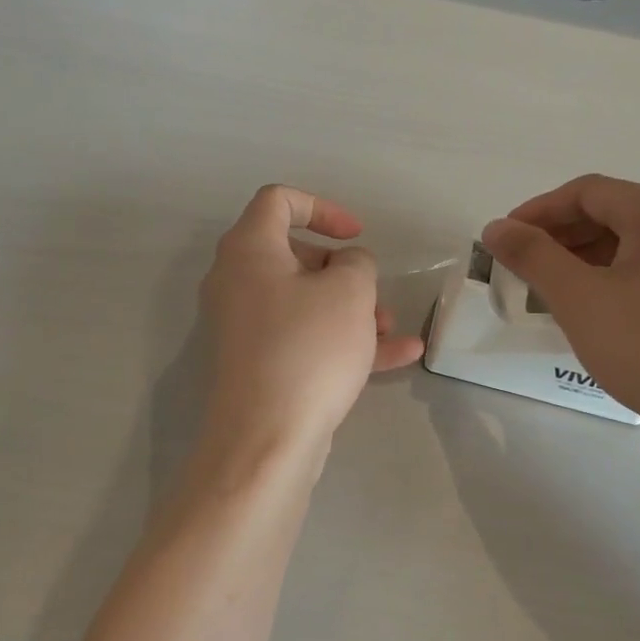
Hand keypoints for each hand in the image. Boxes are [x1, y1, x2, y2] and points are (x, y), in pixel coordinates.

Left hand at [198, 185, 423, 462]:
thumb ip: (357, 263)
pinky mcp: (259, 364)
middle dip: (344, 271)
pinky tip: (401, 355)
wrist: (267, 439)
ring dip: (351, 309)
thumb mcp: (350, 292)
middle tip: (371, 292)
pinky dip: (345, 341)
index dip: (322, 207)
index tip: (356, 235)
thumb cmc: (308, 348)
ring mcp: (246, 327)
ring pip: (305, 301)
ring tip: (390, 328)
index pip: (278, 201)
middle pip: (295, 255)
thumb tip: (347, 268)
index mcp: (249, 250)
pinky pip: (305, 338)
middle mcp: (238, 282)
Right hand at [481, 175, 639, 454]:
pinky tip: (599, 312)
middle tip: (523, 269)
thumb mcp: (580, 299)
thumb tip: (497, 227)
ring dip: (585, 260)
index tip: (503, 240)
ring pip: (632, 244)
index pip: (584, 192)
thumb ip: (533, 256)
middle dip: (560, 237)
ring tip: (553, 293)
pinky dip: (615, 279)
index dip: (536, 212)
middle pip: (610, 213)